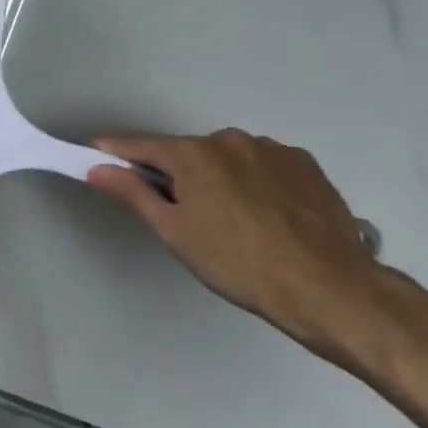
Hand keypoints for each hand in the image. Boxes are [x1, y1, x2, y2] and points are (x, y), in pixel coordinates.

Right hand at [87, 129, 388, 364]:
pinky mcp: (306, 165)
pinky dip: (253, 181)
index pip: (140, 145)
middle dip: (175, 173)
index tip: (97, 155)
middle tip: (178, 213)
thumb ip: (133, 193)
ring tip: (232, 220)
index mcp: (193, 153)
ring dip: (218, 177)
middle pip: (187, 152)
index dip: (116, 151)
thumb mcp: (175, 232)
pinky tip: (265, 215)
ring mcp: (272, 149)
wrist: (330, 289)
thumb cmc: (238, 263)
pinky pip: (263, 166)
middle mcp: (230, 139)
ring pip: (227, 158)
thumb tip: (97, 168)